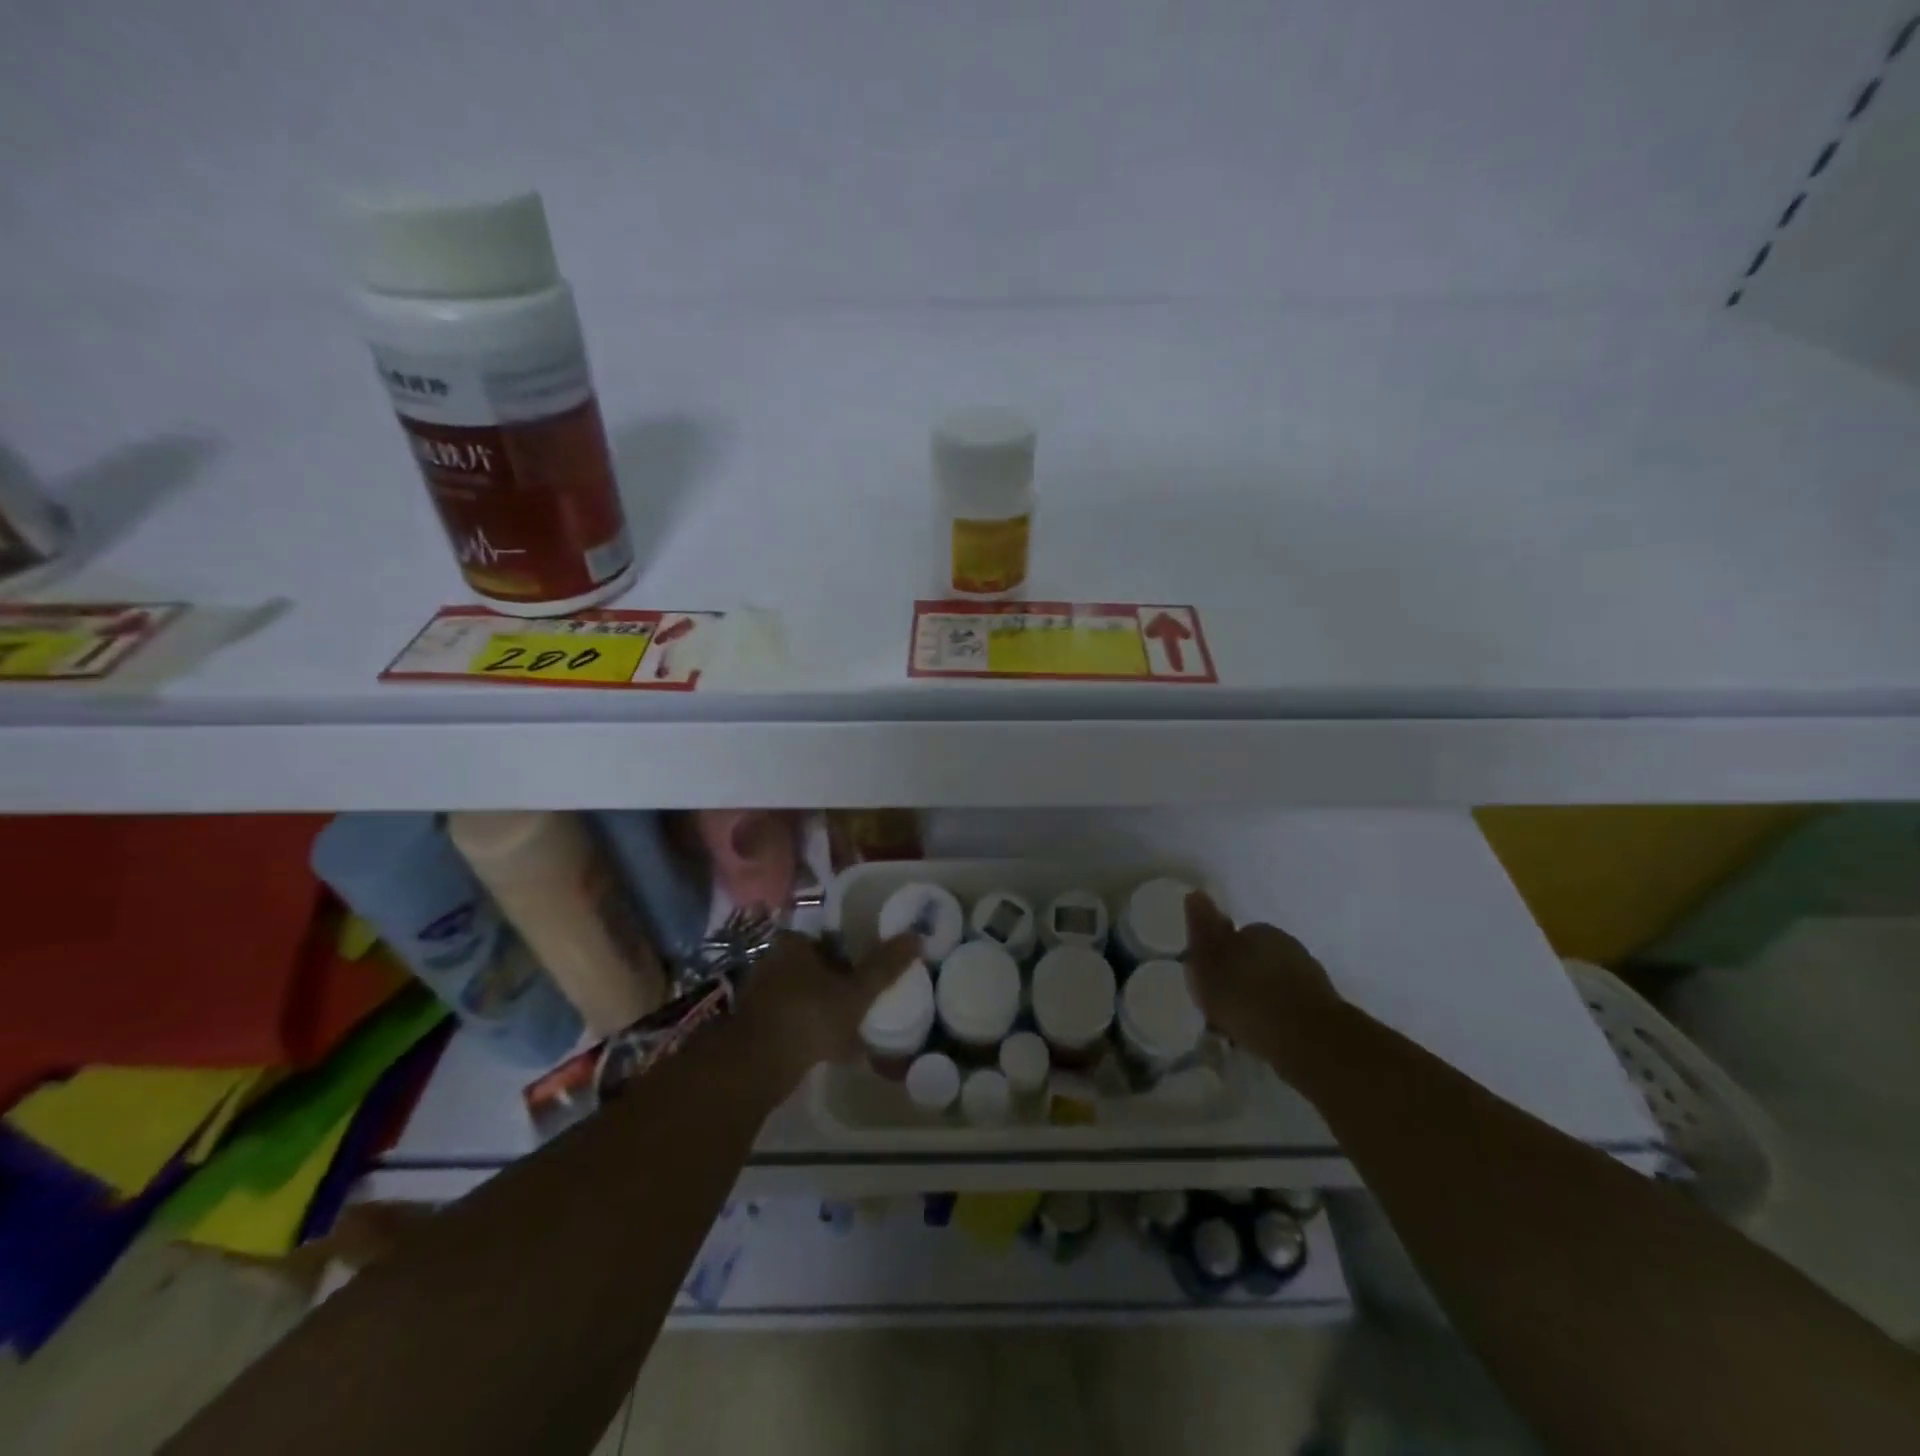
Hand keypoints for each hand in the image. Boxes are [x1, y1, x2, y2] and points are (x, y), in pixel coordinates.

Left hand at [733, 930, 920, 1090]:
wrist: (756, 1066)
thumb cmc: (809, 1015)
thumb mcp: (856, 992)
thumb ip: (885, 966)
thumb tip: (916, 936)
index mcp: (793, 944)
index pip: (827, 938)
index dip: (850, 952)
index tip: (867, 971)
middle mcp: (771, 961)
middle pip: (815, 967)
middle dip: (837, 984)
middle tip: (863, 1001)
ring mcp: (759, 995)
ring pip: (803, 996)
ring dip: (824, 1009)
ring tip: (852, 1030)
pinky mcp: (754, 1026)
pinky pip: (791, 1021)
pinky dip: (809, 1031)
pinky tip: (830, 1051)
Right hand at [1183, 891, 1342, 1070]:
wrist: (1311, 1042)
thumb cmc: (1248, 1000)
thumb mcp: (1209, 964)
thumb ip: (1202, 930)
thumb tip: (1196, 893)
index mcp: (1258, 930)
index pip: (1232, 936)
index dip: (1217, 960)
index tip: (1208, 984)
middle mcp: (1287, 945)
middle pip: (1253, 959)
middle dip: (1239, 979)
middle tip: (1222, 1010)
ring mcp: (1309, 975)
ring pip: (1272, 984)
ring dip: (1259, 1000)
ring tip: (1242, 1030)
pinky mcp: (1324, 1007)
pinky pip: (1289, 1007)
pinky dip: (1277, 1018)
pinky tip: (1267, 1038)